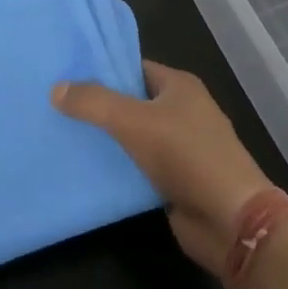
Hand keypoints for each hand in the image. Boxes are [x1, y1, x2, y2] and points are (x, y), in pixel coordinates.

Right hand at [53, 61, 277, 276]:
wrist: (231, 221)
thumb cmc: (187, 156)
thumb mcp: (134, 121)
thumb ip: (94, 103)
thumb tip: (56, 88)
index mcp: (179, 86)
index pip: (134, 67)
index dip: (102, 70)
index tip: (66, 74)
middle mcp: (182, 112)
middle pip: (132, 102)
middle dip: (99, 105)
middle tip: (57, 105)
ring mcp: (181, 148)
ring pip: (134, 136)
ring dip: (106, 140)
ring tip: (62, 134)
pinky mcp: (176, 181)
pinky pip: (139, 166)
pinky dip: (118, 168)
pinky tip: (86, 169)